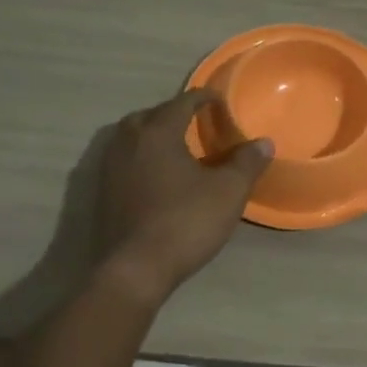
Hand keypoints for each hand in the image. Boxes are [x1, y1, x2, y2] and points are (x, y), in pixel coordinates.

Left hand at [93, 89, 272, 303]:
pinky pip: (123, 160)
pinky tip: (156, 176)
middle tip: (194, 122)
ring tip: (176, 147)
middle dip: (172, 113)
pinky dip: (141, 157)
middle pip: (150, 115)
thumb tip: (264, 142)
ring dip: (152, 134)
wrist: (134, 269)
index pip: (182, 103)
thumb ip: (247, 163)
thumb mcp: (227, 192)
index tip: (218, 100)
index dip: (202, 98)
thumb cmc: (185, 222)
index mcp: (157, 132)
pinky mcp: (103, 192)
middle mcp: (128, 142)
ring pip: (131, 137)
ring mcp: (110, 167)